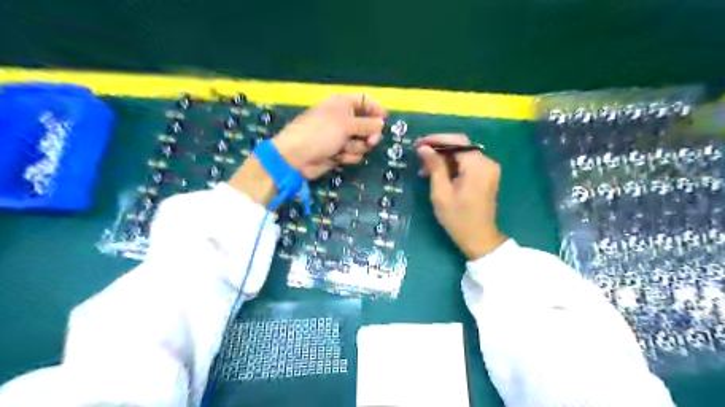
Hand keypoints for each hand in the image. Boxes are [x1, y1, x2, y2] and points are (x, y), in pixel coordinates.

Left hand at [272, 96, 387, 178]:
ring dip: (356, 147)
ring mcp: (340, 137)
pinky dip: (348, 156)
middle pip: (367, 125)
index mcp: (342, 105)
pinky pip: (353, 154)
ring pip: (361, 142)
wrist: (298, 157)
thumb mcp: (346, 124)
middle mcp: (343, 120)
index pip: (364, 102)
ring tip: (344, 149)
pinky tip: (338, 157)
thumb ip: (366, 124)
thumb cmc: (321, 133)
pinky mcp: (338, 153)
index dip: (376, 109)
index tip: (386, 119)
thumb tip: (382, 123)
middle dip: (369, 134)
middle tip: (371, 141)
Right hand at [417, 134, 505, 259]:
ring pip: (462, 155)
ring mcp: (488, 169)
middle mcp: (487, 163)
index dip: (436, 139)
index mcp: (478, 166)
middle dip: (438, 149)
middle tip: (418, 157)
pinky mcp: (485, 176)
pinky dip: (451, 166)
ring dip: (443, 159)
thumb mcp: (441, 192)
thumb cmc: (457, 218)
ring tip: (424, 170)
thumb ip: (434, 167)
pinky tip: (437, 174)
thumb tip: (424, 148)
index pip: (457, 141)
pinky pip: (466, 164)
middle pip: (460, 146)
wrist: (478, 238)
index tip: (418, 144)